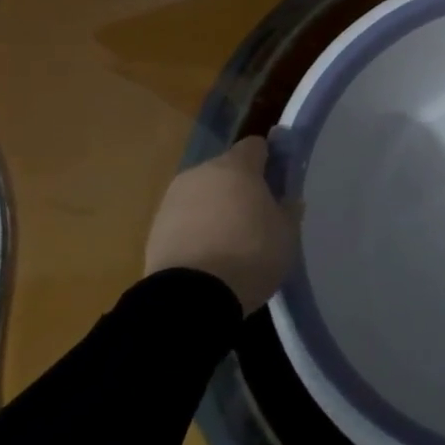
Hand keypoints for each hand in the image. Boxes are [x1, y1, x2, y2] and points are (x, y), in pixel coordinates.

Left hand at [144, 136, 298, 313]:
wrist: (191, 297)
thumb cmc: (250, 255)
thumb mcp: (286, 234)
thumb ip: (289, 209)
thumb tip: (288, 199)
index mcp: (236, 166)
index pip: (255, 146)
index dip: (269, 159)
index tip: (278, 180)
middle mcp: (201, 173)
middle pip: (226, 170)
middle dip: (241, 186)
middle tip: (257, 215)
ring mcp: (173, 199)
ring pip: (203, 194)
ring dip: (216, 207)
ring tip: (230, 240)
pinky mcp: (155, 227)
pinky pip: (185, 218)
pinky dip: (197, 229)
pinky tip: (208, 255)